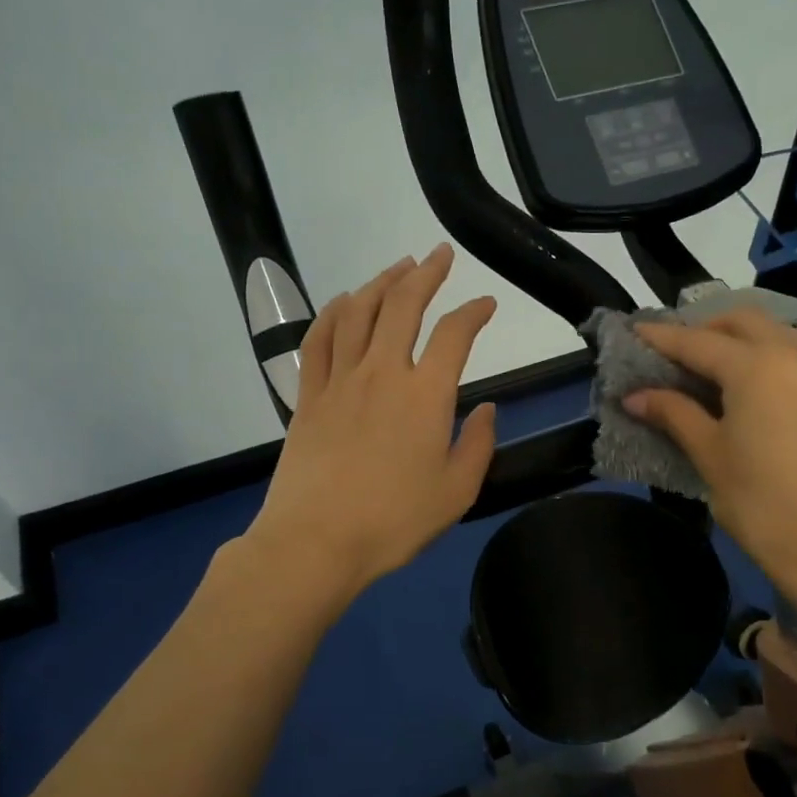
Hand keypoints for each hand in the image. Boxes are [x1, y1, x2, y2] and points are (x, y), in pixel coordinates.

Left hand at [243, 245, 498, 601]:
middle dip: (426, 273)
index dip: (475, 312)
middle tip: (440, 255)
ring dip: (381, 282)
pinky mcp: (308, 396)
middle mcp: (383, 373)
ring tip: (398, 267)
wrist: (317, 541)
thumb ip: (479, 445)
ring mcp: (340, 381)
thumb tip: (488, 410)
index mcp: (426, 395)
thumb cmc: (394, 521)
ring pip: (358, 312)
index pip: (455, 335)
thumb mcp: (457, 492)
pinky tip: (343, 301)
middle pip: (403, 305)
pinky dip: (332, 312)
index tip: (487, 304)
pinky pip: (318, 339)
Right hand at [626, 310, 796, 586]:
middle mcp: (794, 355)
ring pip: (774, 334)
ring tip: (707, 371)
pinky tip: (748, 390)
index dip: (660, 337)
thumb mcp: (710, 455)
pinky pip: (796, 358)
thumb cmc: (762, 504)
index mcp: (757, 366)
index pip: (697, 341)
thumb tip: (635, 396)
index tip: (632, 332)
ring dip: (737, 341)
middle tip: (673, 355)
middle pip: (741, 322)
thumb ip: (674, 414)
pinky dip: (765, 358)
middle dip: (704, 329)